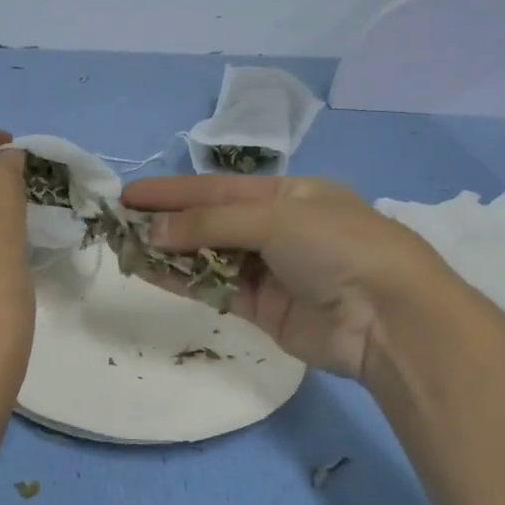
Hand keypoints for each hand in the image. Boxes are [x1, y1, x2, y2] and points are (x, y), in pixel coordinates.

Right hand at [118, 174, 458, 380]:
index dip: (172, 191)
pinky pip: (214, 289)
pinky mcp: (262, 309)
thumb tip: (155, 232)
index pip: (216, 188)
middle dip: (167, 222)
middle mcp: (275, 229)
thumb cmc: (335, 246)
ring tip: (126, 249)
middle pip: (209, 221)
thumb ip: (210, 223)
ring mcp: (268, 271)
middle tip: (119, 224)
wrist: (385, 316)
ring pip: (208, 257)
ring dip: (169, 253)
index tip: (129, 195)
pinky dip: (183, 281)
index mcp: (287, 195)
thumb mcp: (274, 218)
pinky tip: (150, 273)